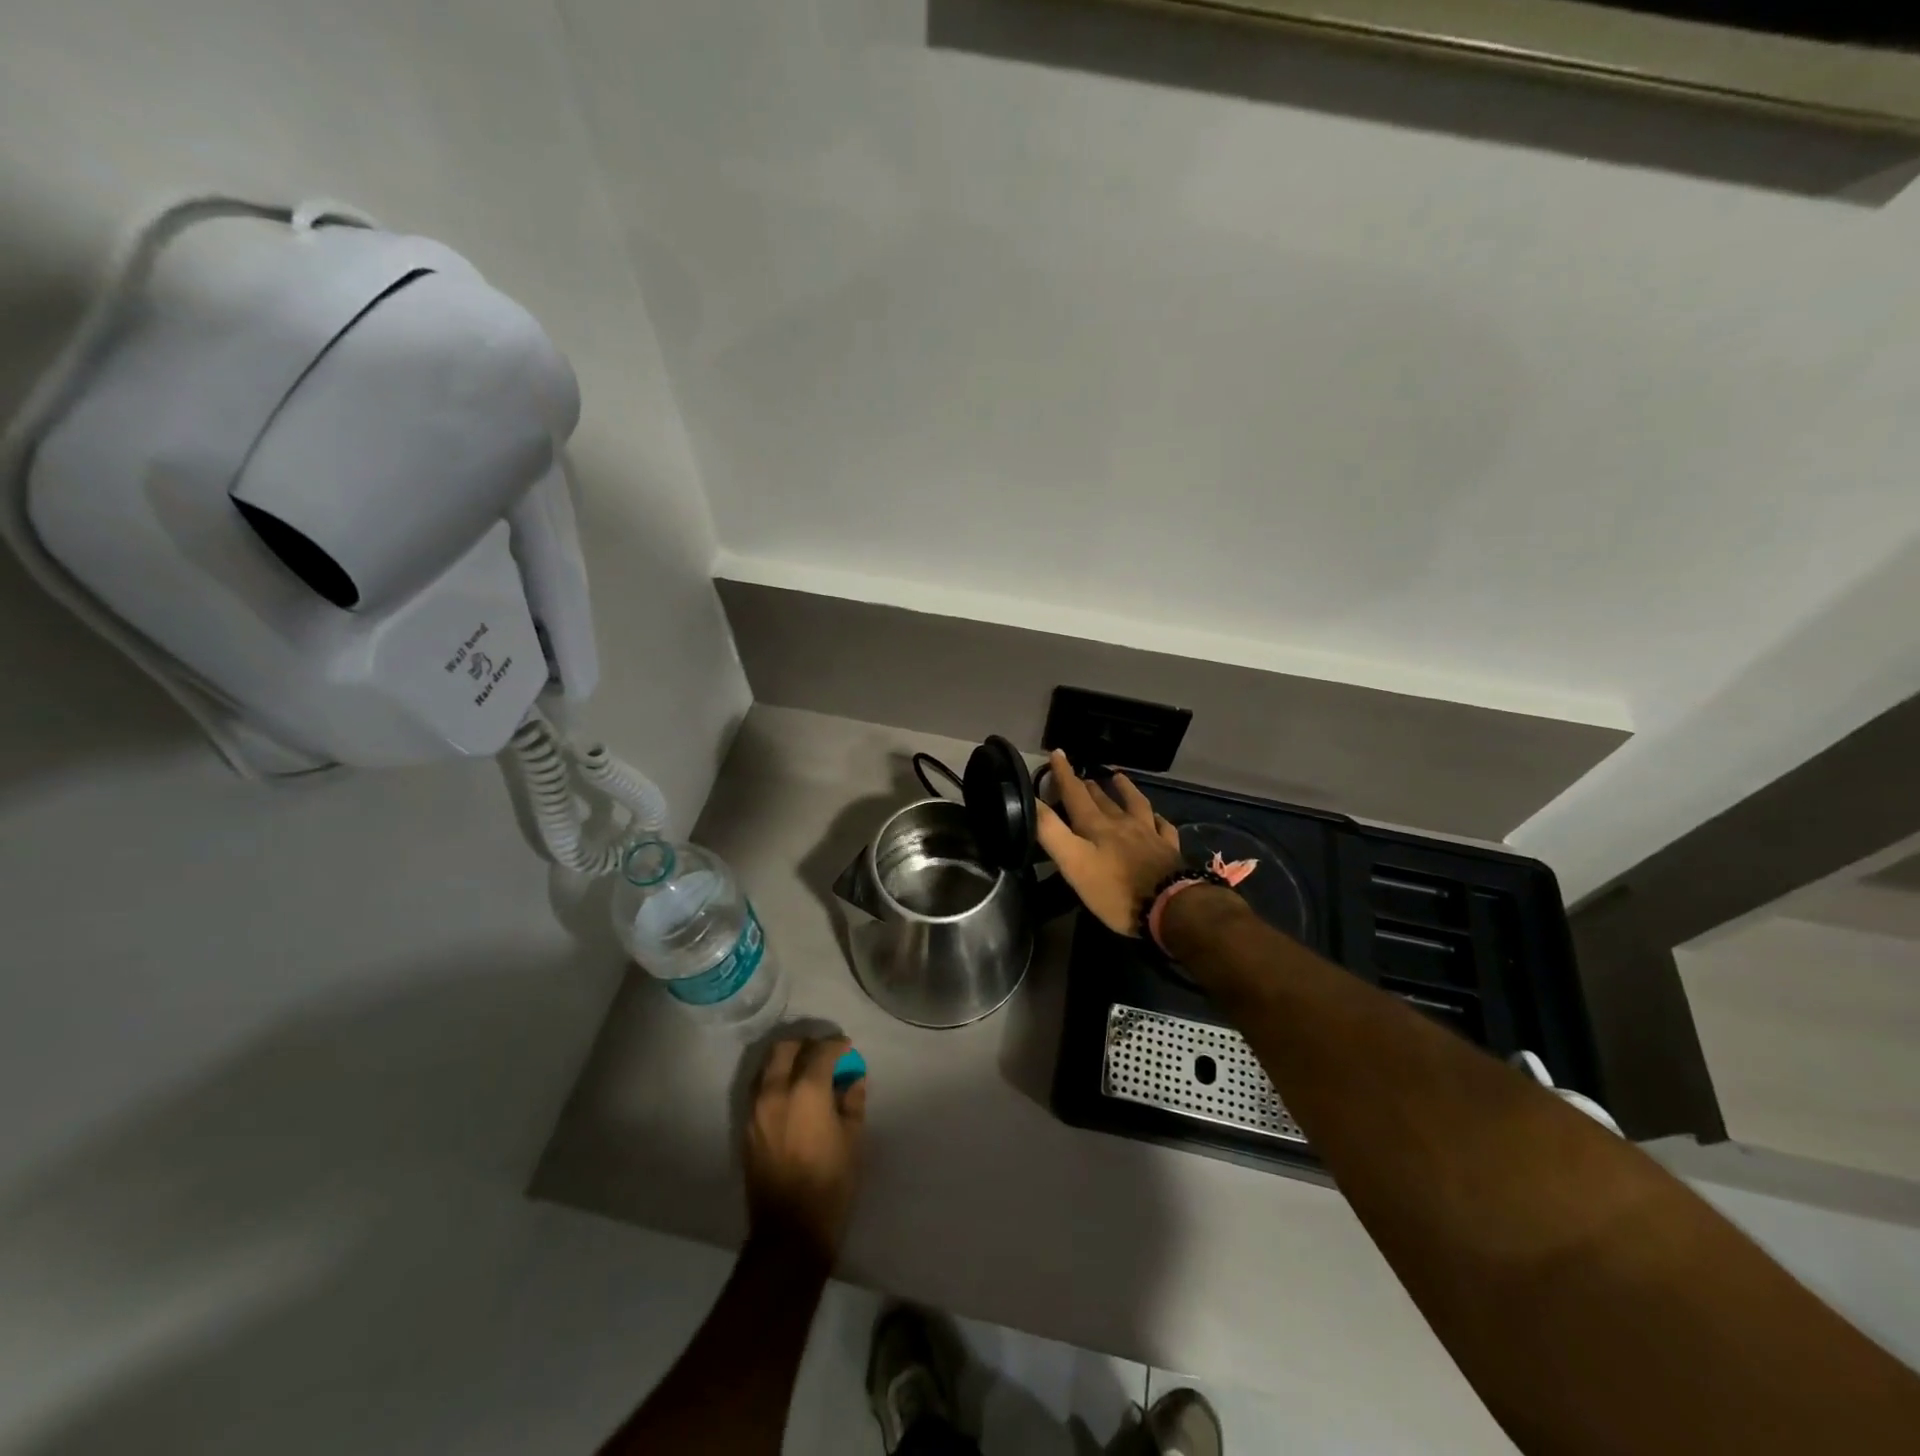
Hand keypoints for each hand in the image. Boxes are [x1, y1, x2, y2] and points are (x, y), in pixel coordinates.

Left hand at [744, 1036, 866, 1262]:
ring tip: (806, 1073)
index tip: (847, 1048)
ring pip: (767, 1067)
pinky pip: (759, 1090)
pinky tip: (791, 1097)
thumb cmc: (831, 1183)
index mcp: (806, 1091)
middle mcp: (775, 1091)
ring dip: (786, 1061)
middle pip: (784, 1049)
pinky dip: (774, 1082)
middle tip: (823, 1055)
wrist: (790, 1231)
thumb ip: (852, 1100)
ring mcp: (755, 1109)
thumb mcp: (853, 1138)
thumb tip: (852, 1078)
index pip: (820, 1051)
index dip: (836, 1045)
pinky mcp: (746, 1128)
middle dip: (805, 1045)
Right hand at [1035, 749, 1185, 935]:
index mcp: (1096, 826)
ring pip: (1135, 804)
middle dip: (1088, 785)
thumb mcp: (1074, 863)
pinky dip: (1156, 818)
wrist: (1170, 907)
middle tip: (1079, 777)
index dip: (1064, 774)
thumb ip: (1051, 832)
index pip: (1075, 793)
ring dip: (1124, 789)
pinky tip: (1156, 817)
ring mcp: (1149, 834)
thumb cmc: (1115, 890)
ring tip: (1117, 777)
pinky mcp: (1168, 850)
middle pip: (1102, 799)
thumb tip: (1031, 800)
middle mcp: (1122, 823)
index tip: (1057, 753)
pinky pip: (1162, 826)